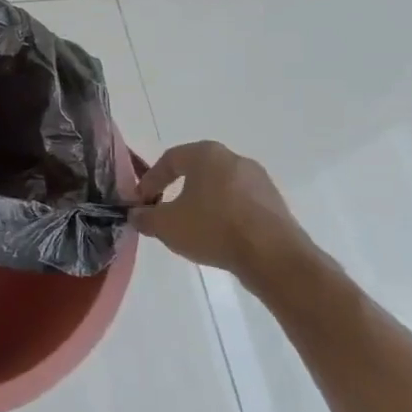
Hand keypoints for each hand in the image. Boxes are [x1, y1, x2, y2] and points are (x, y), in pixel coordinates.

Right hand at [131, 142, 311, 282]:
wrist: (273, 257)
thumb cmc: (213, 229)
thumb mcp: (166, 225)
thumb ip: (145, 217)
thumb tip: (137, 214)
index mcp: (206, 154)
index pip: (169, 160)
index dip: (150, 181)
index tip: (140, 202)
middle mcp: (235, 159)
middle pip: (196, 171)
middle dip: (176, 189)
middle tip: (163, 211)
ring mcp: (259, 180)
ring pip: (219, 187)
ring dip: (201, 203)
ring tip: (190, 227)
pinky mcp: (275, 203)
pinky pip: (239, 203)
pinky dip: (223, 214)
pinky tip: (217, 236)